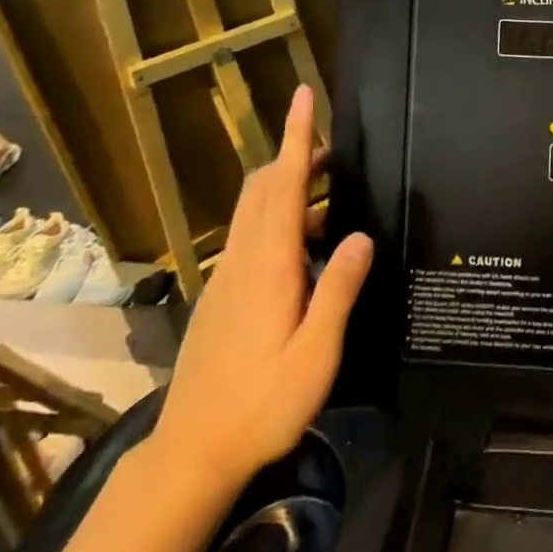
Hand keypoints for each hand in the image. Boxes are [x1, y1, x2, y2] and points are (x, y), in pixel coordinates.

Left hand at [148, 86, 372, 494]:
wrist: (191, 455)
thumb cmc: (261, 404)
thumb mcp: (315, 353)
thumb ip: (339, 290)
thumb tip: (361, 233)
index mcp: (269, 266)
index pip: (284, 185)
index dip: (295, 137)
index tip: (302, 96)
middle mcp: (243, 261)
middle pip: (264, 187)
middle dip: (295, 156)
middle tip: (335, 149)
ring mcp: (226, 278)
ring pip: (254, 210)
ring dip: (288, 187)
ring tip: (332, 198)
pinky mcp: (221, 297)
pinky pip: (250, 237)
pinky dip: (279, 219)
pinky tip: (307, 251)